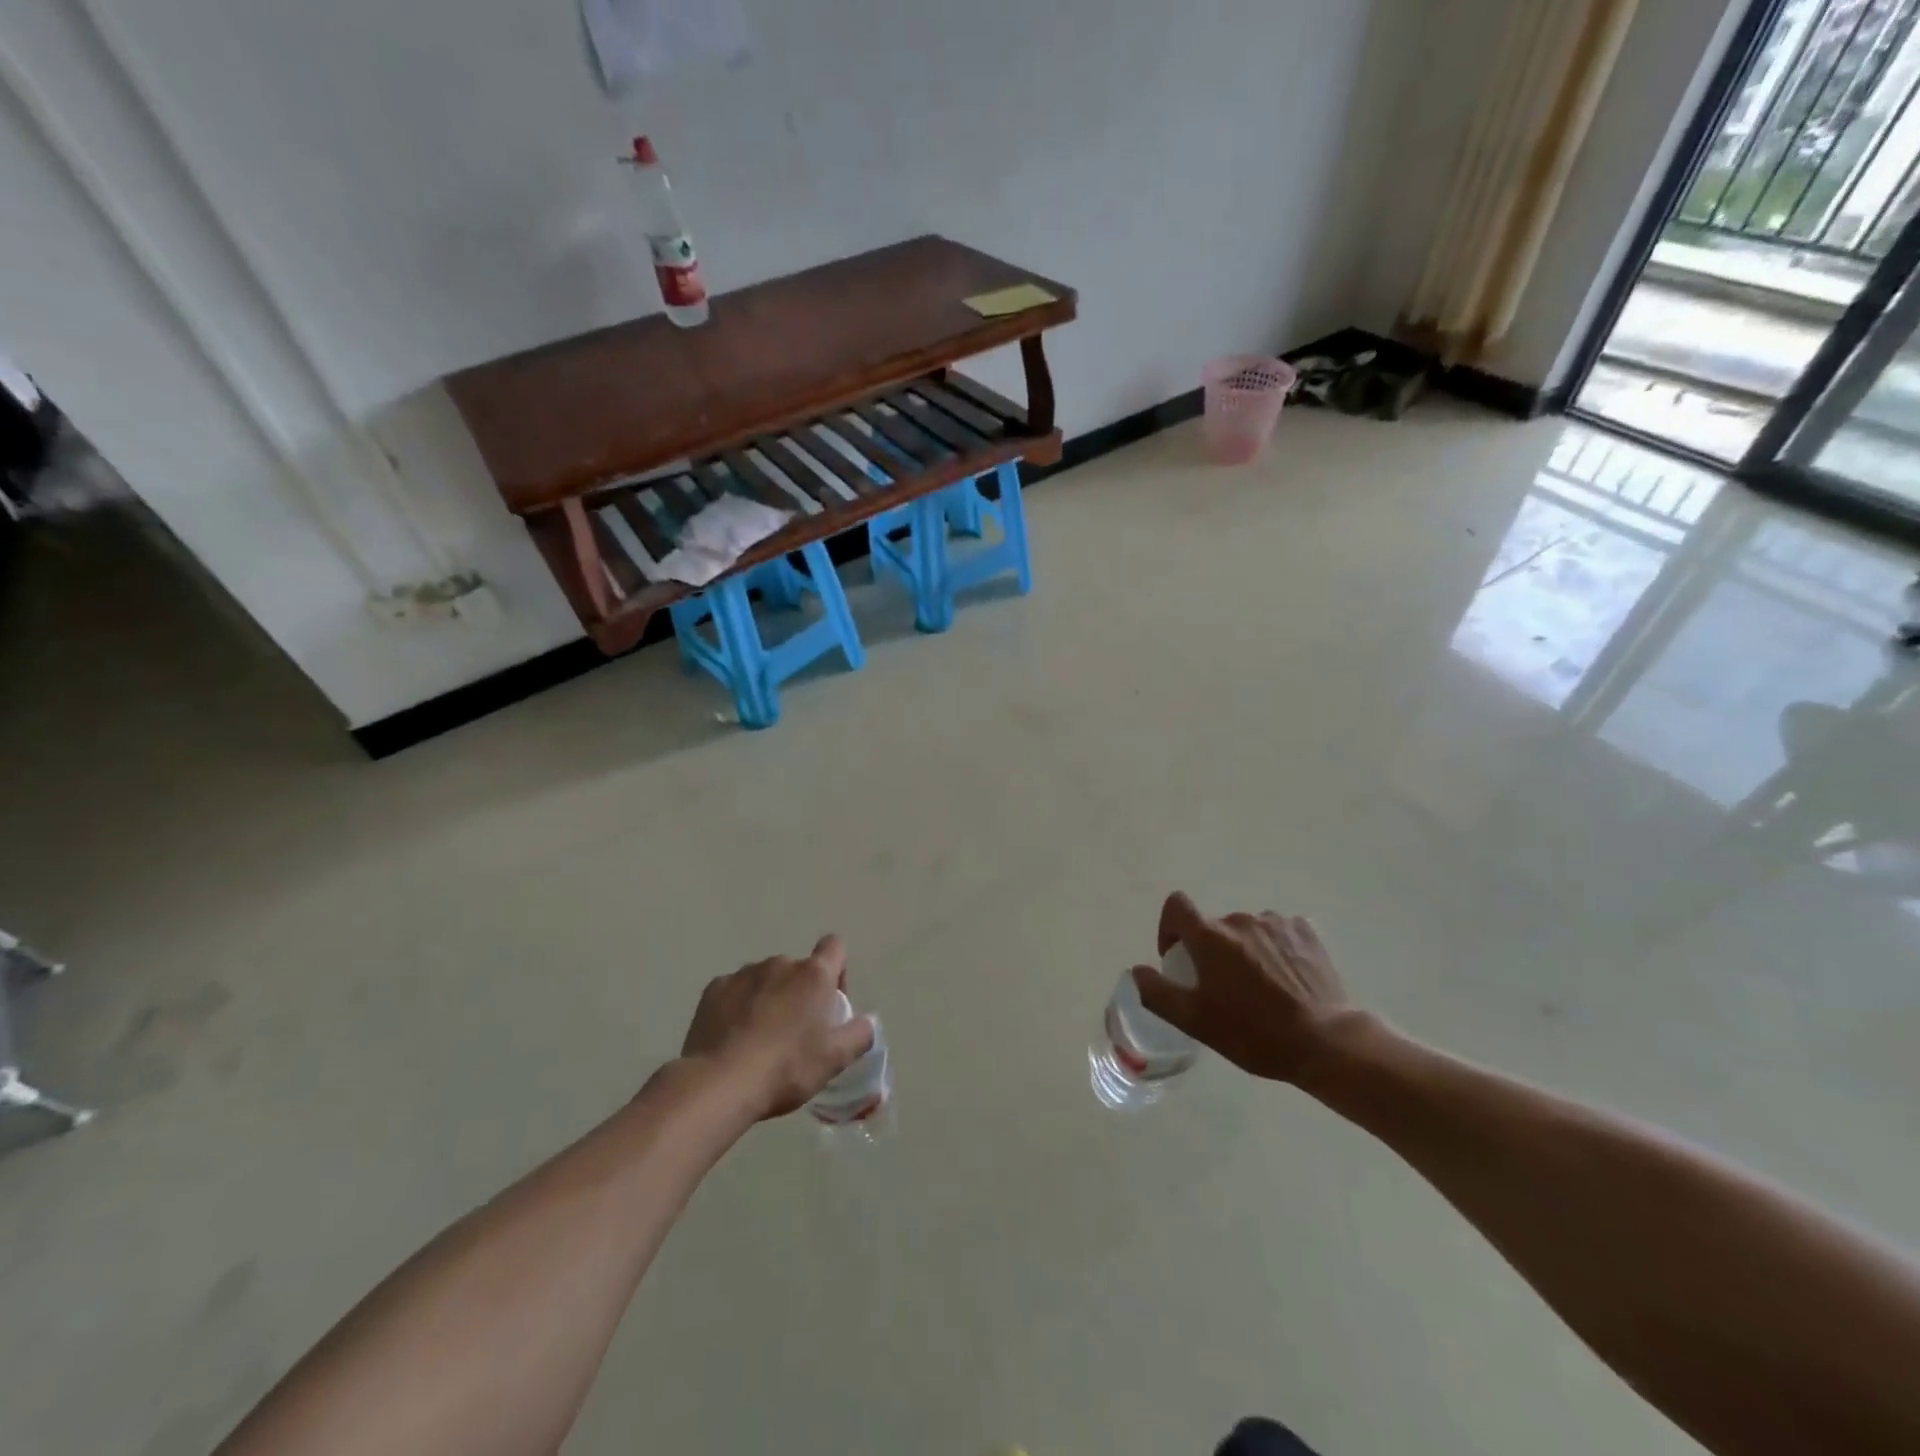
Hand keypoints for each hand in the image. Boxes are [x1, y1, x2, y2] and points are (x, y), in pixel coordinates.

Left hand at [681, 935, 874, 1119]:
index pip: (834, 947)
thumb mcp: (834, 1060)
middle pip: (799, 969)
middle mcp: (780, 964)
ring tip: (760, 1039)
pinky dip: (738, 1006)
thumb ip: (859, 1035)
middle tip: (796, 1033)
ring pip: (766, 979)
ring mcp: (744, 974)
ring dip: (769, 998)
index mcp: (813, 975)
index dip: (837, 971)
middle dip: (800, 993)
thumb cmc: (786, 1068)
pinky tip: (733, 1037)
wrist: (719, 1083)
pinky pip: (734, 991)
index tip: (830, 1003)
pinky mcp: (714, 989)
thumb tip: (868, 1020)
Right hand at [1131, 892, 1356, 1083]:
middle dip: (1212, 950)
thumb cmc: (1253, 1032)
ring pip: (1247, 930)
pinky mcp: (1306, 932)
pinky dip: (1275, 949)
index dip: (1171, 928)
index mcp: (1210, 936)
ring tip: (1260, 986)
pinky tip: (1286, 979)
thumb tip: (1137, 971)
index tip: (1180, 957)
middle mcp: (1240, 920)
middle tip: (1223, 988)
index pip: (1177, 906)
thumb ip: (1157, 993)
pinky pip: (1278, 932)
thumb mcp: (1195, 1021)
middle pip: (1214, 926)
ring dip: (1245, 950)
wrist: (1325, 1042)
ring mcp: (1276, 923)